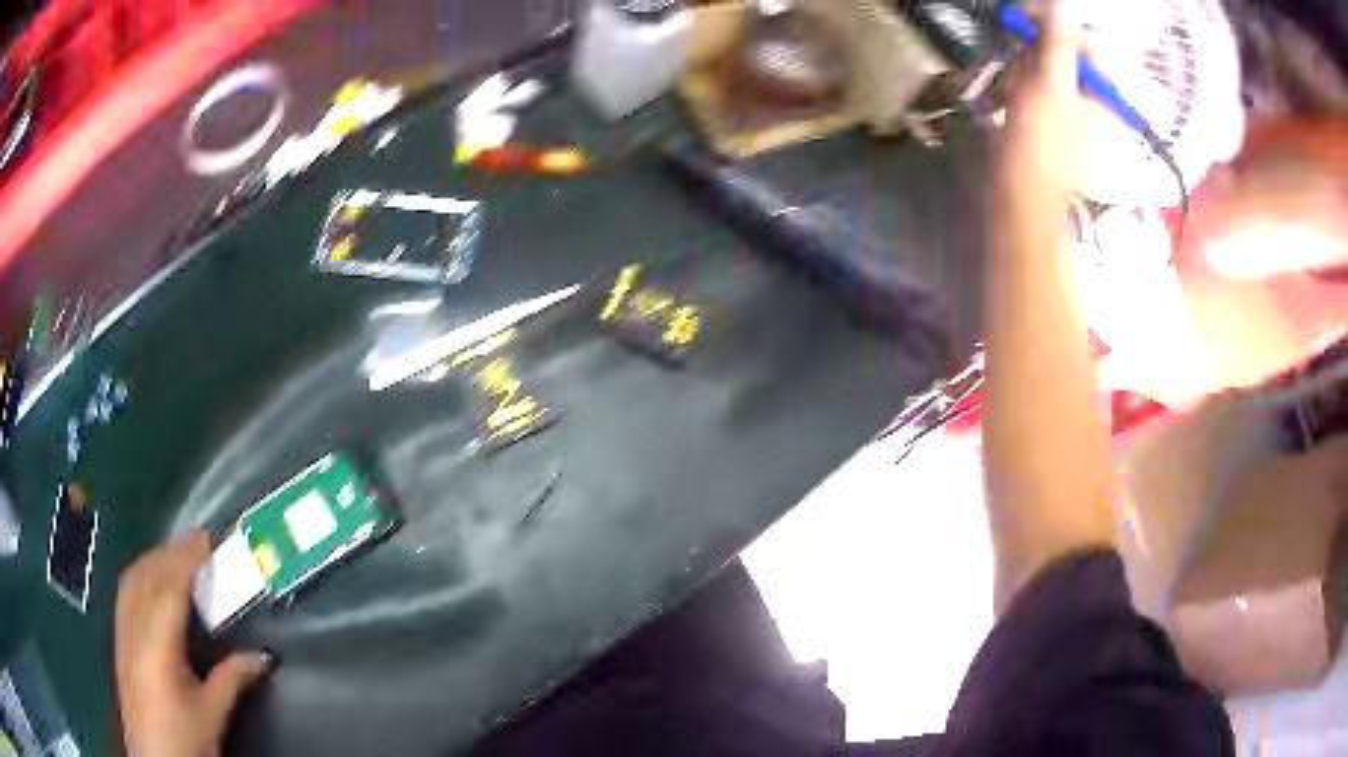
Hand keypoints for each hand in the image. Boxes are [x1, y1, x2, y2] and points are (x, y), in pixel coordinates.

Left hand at [116, 529, 271, 756]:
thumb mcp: (212, 714)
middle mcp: (134, 631)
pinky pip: (125, 594)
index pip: (168, 588)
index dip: (186, 558)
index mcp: (157, 647)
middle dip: (170, 552)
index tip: (205, 538)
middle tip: (195, 542)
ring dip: (153, 560)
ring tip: (174, 554)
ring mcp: (122, 634)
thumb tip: (262, 657)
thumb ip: (232, 679)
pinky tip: (149, 582)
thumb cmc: (184, 740)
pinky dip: (139, 576)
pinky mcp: (119, 642)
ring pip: (131, 580)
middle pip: (146, 576)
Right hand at [997, 0, 1085, 211]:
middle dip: (1035, 52)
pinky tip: (1010, 97)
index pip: (1088, 41)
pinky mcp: (1051, 115)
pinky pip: (1036, 82)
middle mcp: (1092, 95)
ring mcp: (1071, 106)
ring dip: (1022, 68)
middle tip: (1020, 65)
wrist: (1023, 198)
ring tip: (1013, 90)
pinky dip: (1020, 84)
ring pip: (1046, 64)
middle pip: (1065, 51)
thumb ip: (1060, 43)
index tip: (1029, 20)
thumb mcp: (1050, 87)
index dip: (1058, 26)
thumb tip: (1066, 4)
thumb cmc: (1041, 145)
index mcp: (1104, 91)